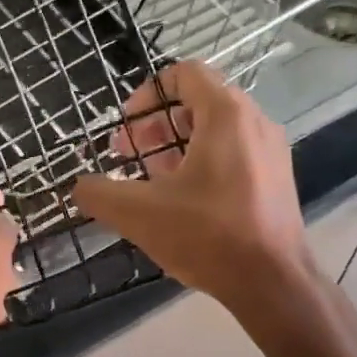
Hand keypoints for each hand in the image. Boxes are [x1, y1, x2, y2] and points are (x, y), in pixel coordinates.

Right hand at [72, 61, 318, 323]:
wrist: (272, 282)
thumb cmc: (207, 236)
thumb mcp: (139, 214)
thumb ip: (99, 193)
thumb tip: (79, 187)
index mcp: (226, 115)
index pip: (185, 73)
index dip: (147, 93)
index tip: (125, 127)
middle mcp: (254, 122)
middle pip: (198, 102)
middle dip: (155, 125)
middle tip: (127, 155)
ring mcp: (271, 151)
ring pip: (216, 131)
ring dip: (176, 146)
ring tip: (149, 180)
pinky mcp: (276, 179)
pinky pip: (234, 154)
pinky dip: (203, 163)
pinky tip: (182, 201)